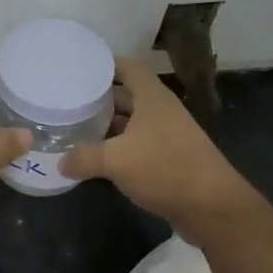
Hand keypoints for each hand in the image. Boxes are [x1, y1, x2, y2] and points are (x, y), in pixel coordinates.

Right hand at [60, 57, 254, 237]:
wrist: (212, 207)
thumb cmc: (165, 168)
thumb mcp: (115, 161)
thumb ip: (83, 157)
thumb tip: (61, 163)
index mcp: (152, 98)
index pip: (128, 67)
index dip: (106, 64)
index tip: (79, 68)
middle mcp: (161, 111)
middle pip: (127, 95)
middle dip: (100, 98)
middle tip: (68, 101)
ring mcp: (167, 136)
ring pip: (131, 122)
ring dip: (107, 125)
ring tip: (76, 128)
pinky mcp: (169, 159)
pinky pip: (138, 145)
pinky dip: (118, 148)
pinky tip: (97, 159)